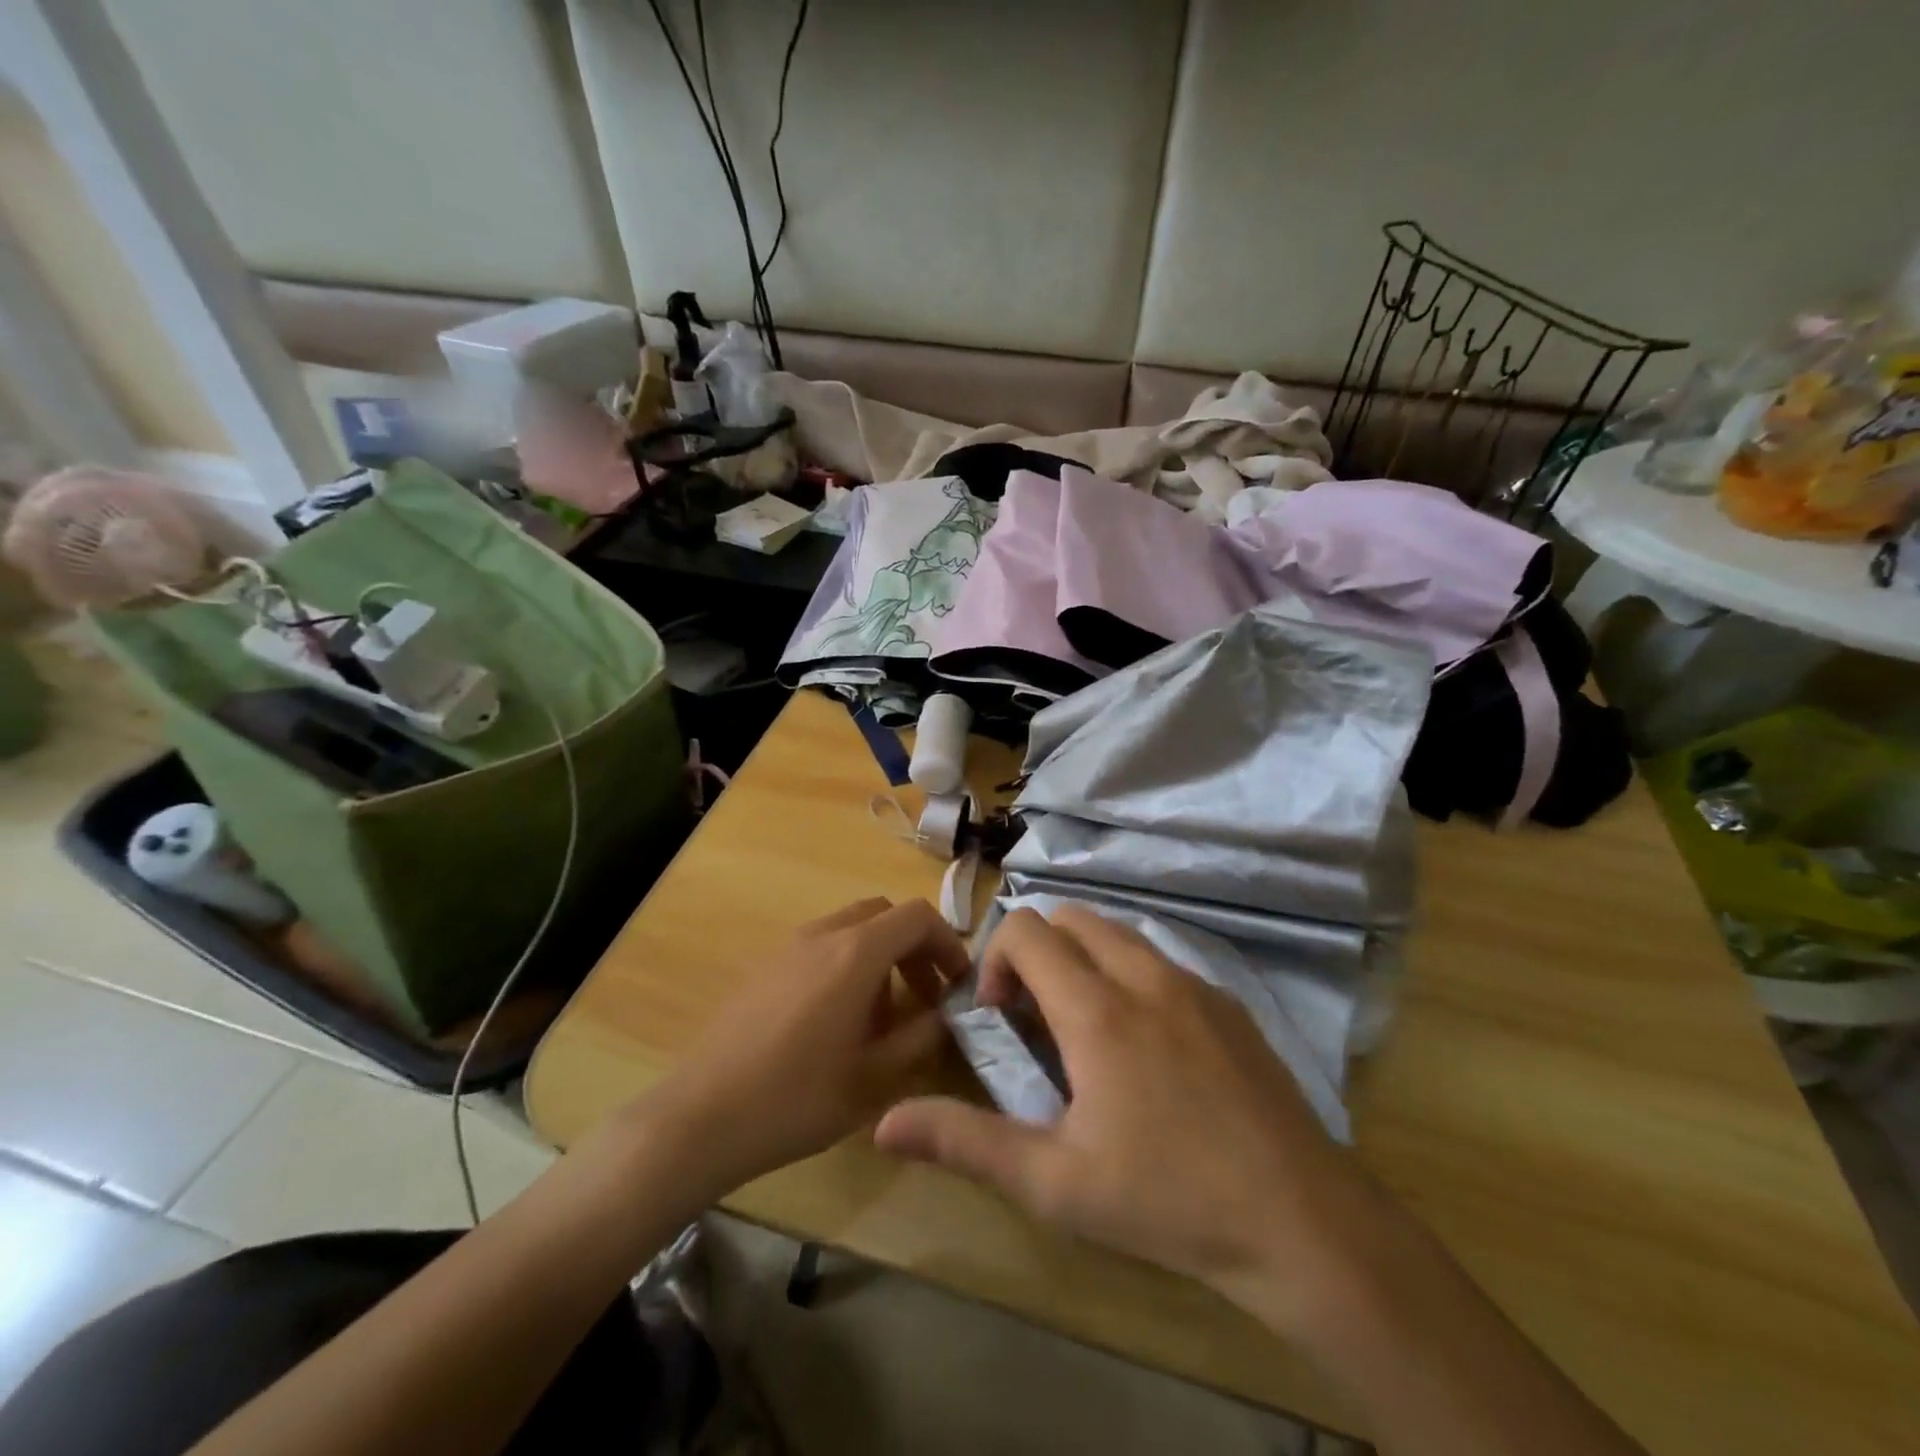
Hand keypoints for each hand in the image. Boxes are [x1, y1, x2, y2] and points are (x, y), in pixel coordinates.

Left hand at [642, 898, 969, 1198]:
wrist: (700, 1119)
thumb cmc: (796, 1099)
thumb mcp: (874, 1078)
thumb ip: (920, 1037)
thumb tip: (945, 1014)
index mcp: (854, 953)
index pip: (917, 916)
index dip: (947, 942)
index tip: (957, 983)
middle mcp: (822, 935)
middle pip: (883, 915)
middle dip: (913, 947)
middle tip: (924, 995)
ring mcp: (787, 948)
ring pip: (850, 929)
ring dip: (879, 956)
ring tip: (882, 1016)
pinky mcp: (763, 967)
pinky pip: (820, 947)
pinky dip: (846, 964)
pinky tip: (836, 1022)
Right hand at [874, 905, 1388, 1336]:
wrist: (1301, 1220)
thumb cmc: (1167, 1201)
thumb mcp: (1055, 1183)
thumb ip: (966, 1143)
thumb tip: (885, 1124)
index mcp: (1096, 1008)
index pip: (1026, 929)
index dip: (996, 961)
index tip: (1001, 1018)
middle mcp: (1143, 975)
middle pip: (1070, 917)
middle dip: (1037, 951)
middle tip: (1037, 1019)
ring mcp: (1193, 983)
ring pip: (1118, 932)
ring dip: (1083, 959)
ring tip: (1085, 1030)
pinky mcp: (1227, 1002)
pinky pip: (1160, 958)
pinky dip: (1129, 973)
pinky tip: (1146, 1046)